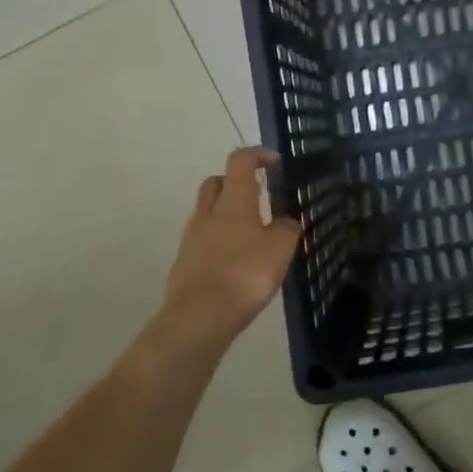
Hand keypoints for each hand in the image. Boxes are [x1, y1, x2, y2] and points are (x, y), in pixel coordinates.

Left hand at [161, 147, 302, 343]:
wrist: (198, 317)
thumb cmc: (244, 274)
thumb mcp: (280, 249)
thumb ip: (287, 229)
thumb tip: (286, 221)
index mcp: (233, 200)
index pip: (240, 160)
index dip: (258, 154)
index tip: (274, 162)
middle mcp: (208, 211)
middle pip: (217, 182)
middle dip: (236, 182)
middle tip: (259, 195)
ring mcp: (192, 236)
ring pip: (209, 210)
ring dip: (227, 212)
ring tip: (252, 232)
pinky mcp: (185, 260)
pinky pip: (204, 238)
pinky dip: (220, 239)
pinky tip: (236, 258)